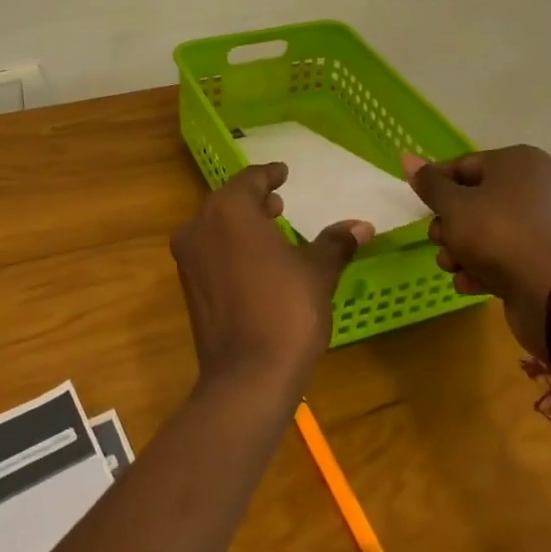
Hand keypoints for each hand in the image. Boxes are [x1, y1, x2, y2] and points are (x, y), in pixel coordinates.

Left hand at [170, 163, 372, 404]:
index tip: (283, 173)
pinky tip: (255, 263)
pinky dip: (230, 247)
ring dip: (242, 224)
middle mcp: (200, 226)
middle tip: (279, 203)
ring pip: (216, 226)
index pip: (250, 180)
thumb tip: (362, 225)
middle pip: (229, 202)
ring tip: (271, 229)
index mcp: (229, 210)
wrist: (246, 378)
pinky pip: (210, 252)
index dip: (269, 175)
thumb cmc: (286, 312)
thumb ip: (334, 243)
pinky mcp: (188, 287)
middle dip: (254, 200)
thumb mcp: (317, 273)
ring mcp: (189, 258)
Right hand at [403, 147, 550, 358]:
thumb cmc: (496, 233)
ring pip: (493, 230)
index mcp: (522, 162)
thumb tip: (406, 157)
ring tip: (449, 266)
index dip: (438, 185)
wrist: (550, 294)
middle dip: (451, 224)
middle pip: (479, 199)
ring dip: (464, 249)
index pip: (466, 165)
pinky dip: (488, 266)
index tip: (421, 205)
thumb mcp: (452, 205)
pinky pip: (512, 253)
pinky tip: (468, 283)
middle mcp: (542, 187)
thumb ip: (429, 183)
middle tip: (436, 240)